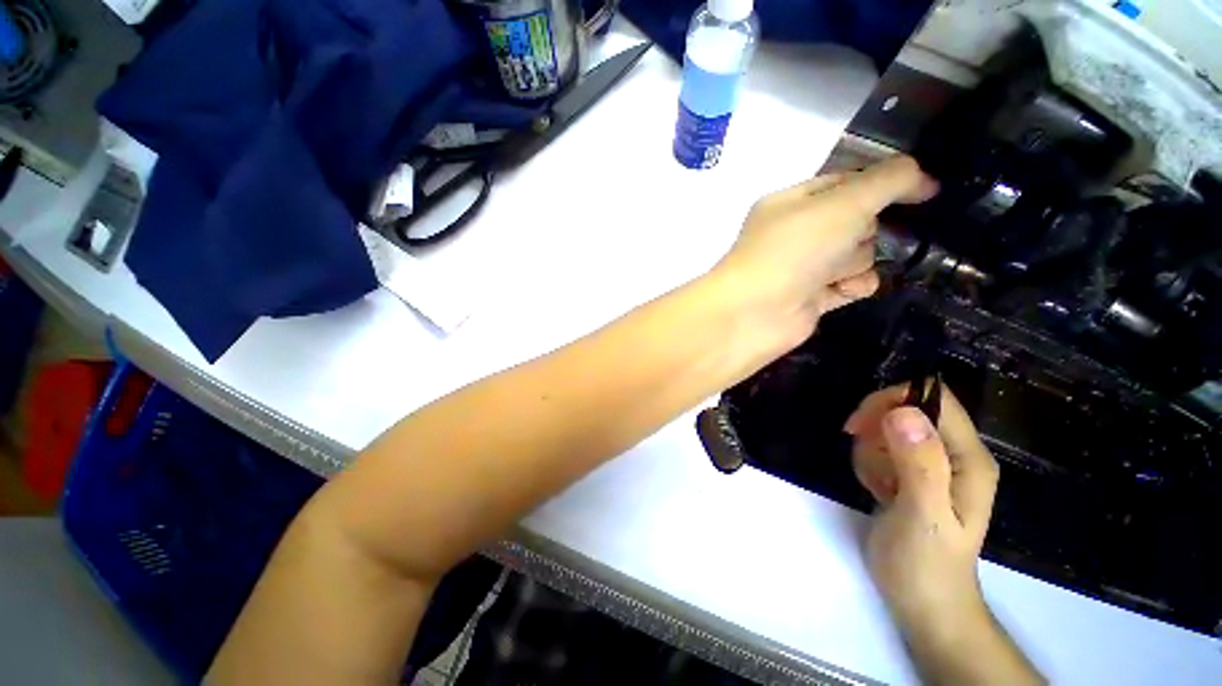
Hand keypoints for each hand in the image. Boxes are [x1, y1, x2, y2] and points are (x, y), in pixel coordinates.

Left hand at [713, 156, 936, 346]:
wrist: (755, 312)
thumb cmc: (793, 250)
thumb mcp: (843, 203)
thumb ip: (887, 181)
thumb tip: (924, 177)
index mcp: (791, 202)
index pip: (847, 181)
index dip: (883, 182)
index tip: (924, 189)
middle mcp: (796, 233)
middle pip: (857, 220)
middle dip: (862, 229)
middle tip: (844, 241)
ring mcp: (803, 267)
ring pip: (858, 254)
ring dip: (855, 262)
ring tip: (831, 272)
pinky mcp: (811, 297)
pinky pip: (852, 284)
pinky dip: (853, 286)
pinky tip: (841, 290)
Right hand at [843, 384, 999, 638]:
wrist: (923, 602)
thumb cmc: (925, 564)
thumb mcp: (922, 515)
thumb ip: (919, 464)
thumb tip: (903, 411)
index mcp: (968, 458)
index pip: (933, 399)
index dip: (893, 401)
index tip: (861, 425)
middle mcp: (955, 454)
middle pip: (907, 408)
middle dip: (876, 427)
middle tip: (866, 459)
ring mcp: (934, 464)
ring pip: (888, 428)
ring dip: (870, 449)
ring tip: (876, 483)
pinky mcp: (913, 474)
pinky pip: (881, 447)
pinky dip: (868, 461)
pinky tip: (875, 487)